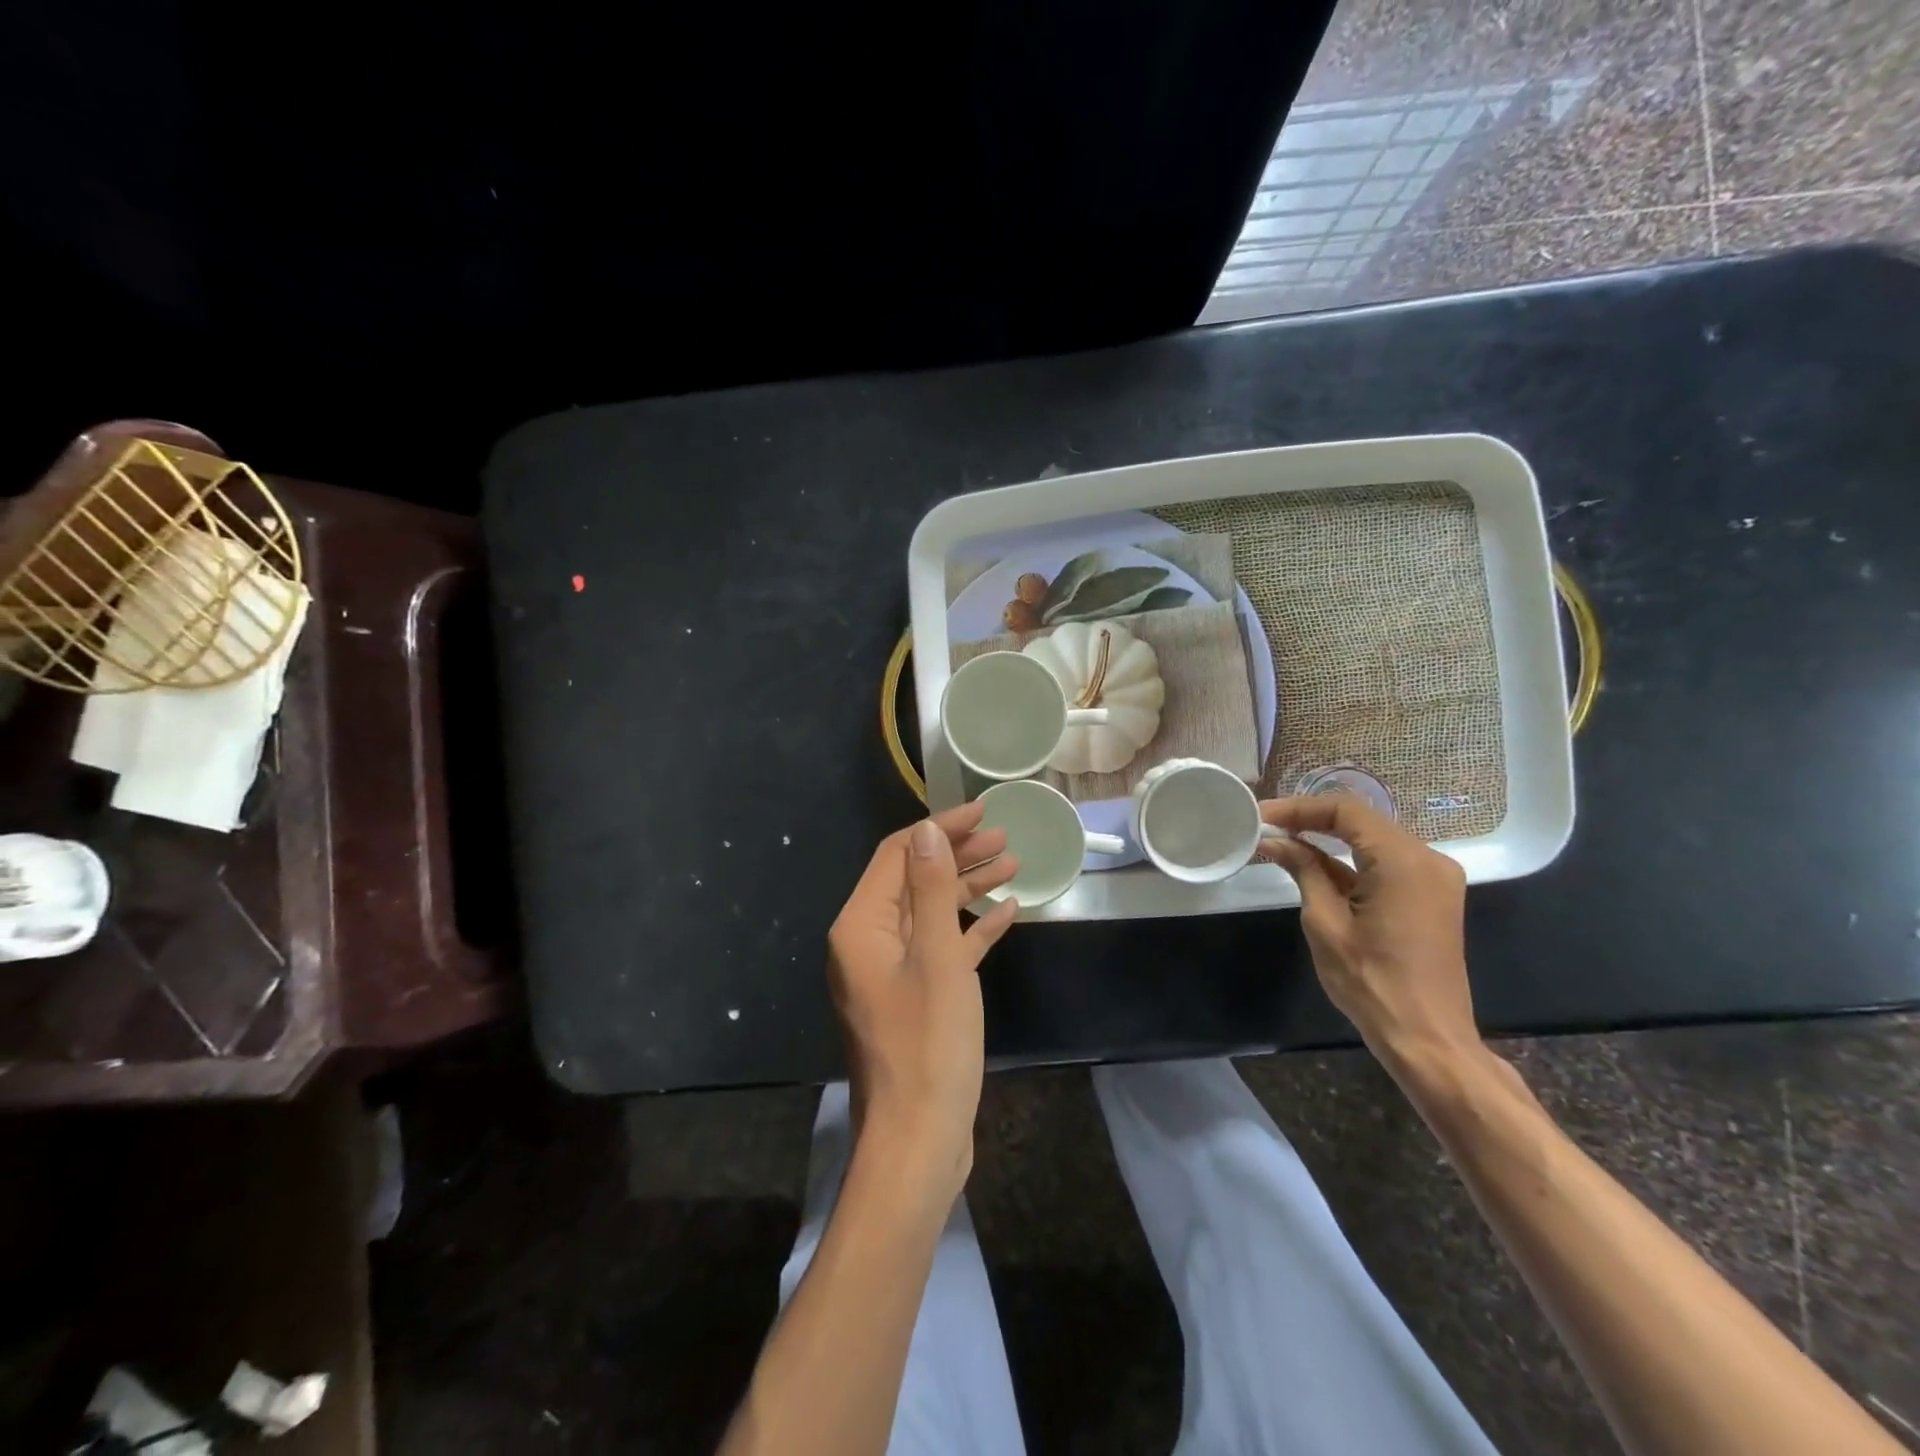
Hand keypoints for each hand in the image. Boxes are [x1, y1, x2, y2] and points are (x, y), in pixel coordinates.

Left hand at [827, 804, 1018, 1195]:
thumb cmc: (928, 1044)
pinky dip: (970, 929)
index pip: (899, 854)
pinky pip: (941, 948)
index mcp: (862, 926)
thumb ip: (930, 888)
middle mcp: (869, 941)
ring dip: (968, 887)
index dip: (940, 828)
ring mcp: (891, 971)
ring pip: (930, 912)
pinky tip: (1007, 914)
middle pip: (914, 879)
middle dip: (958, 854)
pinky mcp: (914, 997)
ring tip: (1014, 864)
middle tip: (1005, 838)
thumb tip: (928, 830)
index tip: (983, 811)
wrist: (919, 1140)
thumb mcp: (937, 958)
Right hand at [1258, 795, 1477, 1066]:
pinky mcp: (1429, 897)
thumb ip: (1304, 871)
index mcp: (1404, 861)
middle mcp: (1427, 859)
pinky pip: (1384, 863)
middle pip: (1361, 821)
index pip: (1346, 810)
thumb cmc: (1371, 982)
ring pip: (1371, 840)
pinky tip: (1311, 864)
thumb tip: (1274, 841)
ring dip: (1327, 839)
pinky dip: (1348, 861)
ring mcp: (1433, 879)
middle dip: (1310, 820)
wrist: (1427, 1039)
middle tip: (1266, 826)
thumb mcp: (1325, 922)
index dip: (1299, 808)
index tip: (1261, 815)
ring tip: (1280, 840)